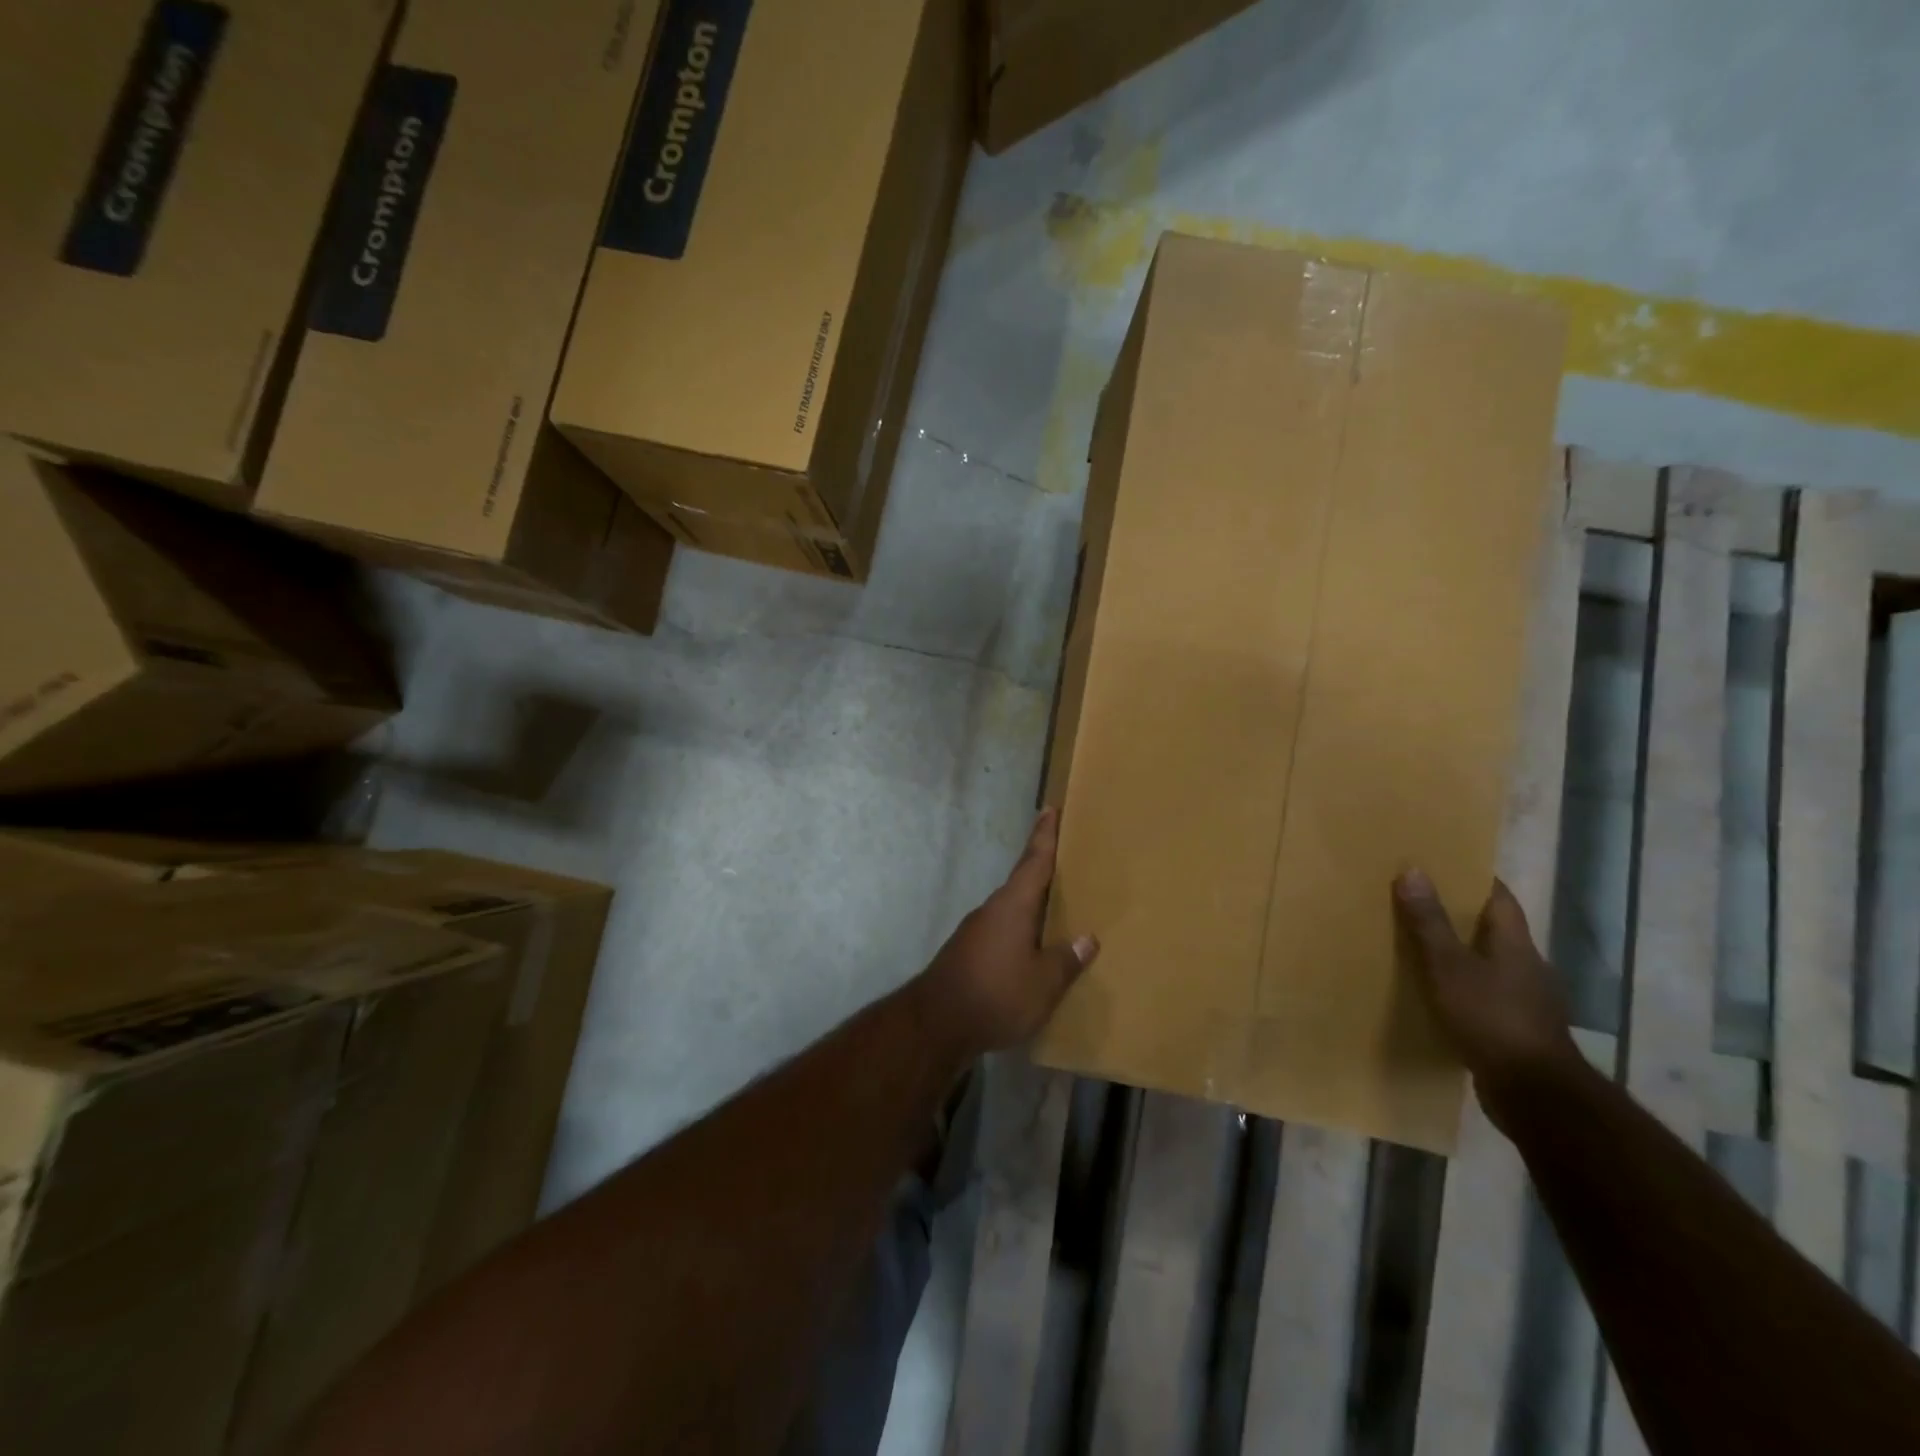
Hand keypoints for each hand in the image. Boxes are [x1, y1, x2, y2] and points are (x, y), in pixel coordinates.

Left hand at [915, 808, 1099, 1059]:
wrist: (936, 1022)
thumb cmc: (996, 994)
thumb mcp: (1043, 984)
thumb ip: (1065, 960)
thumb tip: (1087, 939)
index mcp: (1013, 906)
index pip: (1034, 861)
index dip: (1045, 836)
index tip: (1049, 810)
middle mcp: (993, 909)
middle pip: (1022, 881)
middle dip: (1041, 867)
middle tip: (1063, 856)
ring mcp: (977, 929)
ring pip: (1011, 906)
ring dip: (1031, 901)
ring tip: (1055, 903)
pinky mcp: (969, 950)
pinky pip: (1002, 928)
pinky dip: (1020, 927)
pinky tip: (1030, 944)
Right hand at [1393, 868, 1579, 1129]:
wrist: (1535, 1095)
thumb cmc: (1491, 1019)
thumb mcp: (1449, 966)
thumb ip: (1430, 922)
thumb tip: (1414, 869)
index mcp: (1516, 944)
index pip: (1499, 897)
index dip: (1473, 878)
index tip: (1442, 865)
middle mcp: (1528, 967)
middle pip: (1493, 929)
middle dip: (1459, 915)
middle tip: (1417, 902)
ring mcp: (1527, 1001)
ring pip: (1489, 964)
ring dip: (1461, 954)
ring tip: (1420, 948)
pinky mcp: (1518, 1031)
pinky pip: (1487, 996)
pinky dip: (1464, 988)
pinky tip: (1439, 996)